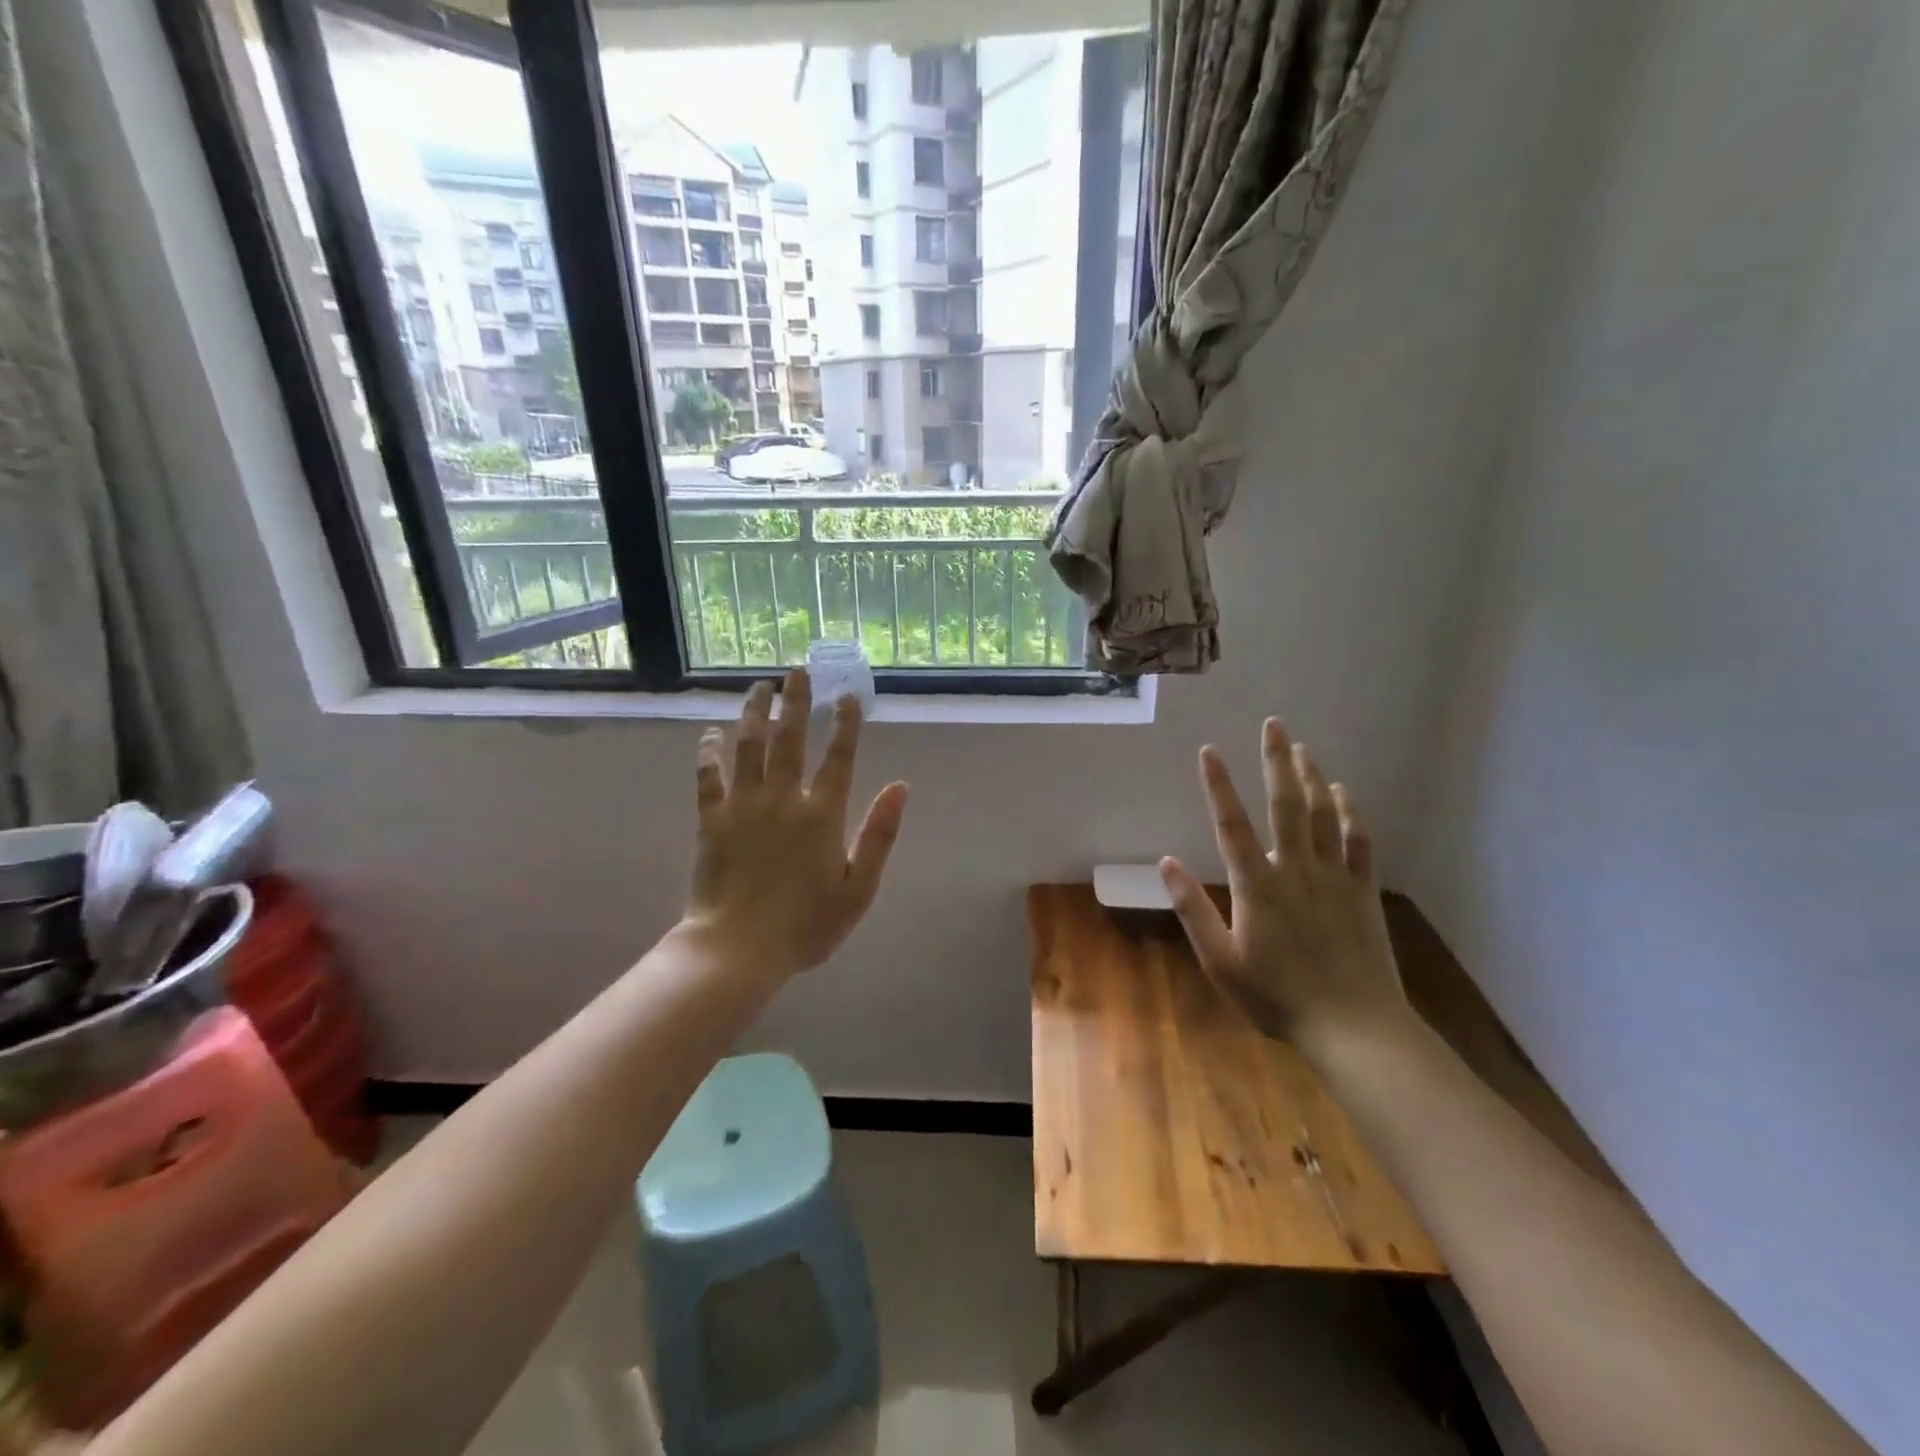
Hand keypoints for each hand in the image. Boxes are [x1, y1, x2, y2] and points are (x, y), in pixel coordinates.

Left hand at [685, 670, 908, 978]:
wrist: (738, 950)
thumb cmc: (806, 925)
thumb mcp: (859, 888)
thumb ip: (880, 834)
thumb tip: (900, 786)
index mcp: (821, 814)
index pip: (838, 757)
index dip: (845, 724)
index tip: (847, 696)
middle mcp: (782, 798)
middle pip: (789, 738)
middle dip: (796, 702)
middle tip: (797, 671)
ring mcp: (743, 806)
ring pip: (748, 746)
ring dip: (754, 712)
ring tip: (760, 686)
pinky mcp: (711, 820)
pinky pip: (708, 776)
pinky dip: (709, 751)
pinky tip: (710, 732)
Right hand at [1160, 718, 1403, 1047]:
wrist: (1354, 1027)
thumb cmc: (1277, 997)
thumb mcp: (1221, 962)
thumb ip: (1193, 910)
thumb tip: (1165, 863)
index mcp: (1257, 885)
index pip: (1231, 824)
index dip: (1218, 785)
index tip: (1209, 750)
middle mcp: (1295, 869)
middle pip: (1285, 804)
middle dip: (1276, 761)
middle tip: (1274, 724)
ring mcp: (1334, 877)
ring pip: (1323, 814)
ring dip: (1311, 777)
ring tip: (1302, 747)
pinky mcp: (1362, 890)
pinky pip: (1358, 841)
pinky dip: (1350, 812)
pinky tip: (1343, 791)